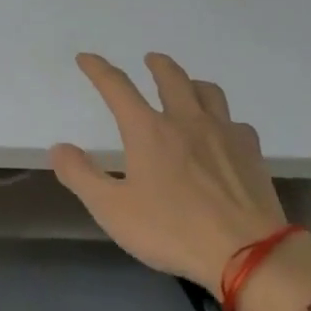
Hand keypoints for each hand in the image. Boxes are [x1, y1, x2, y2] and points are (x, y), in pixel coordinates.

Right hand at [50, 52, 287, 290]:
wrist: (247, 252)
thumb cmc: (172, 229)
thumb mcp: (112, 209)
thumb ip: (81, 176)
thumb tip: (59, 148)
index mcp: (148, 130)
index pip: (117, 87)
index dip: (99, 69)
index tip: (86, 58)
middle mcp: (186, 121)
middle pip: (171, 78)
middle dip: (157, 65)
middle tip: (150, 59)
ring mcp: (223, 134)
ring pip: (208, 92)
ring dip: (192, 83)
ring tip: (187, 86)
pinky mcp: (251, 153)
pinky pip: (235, 122)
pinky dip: (223, 119)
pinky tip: (223, 132)